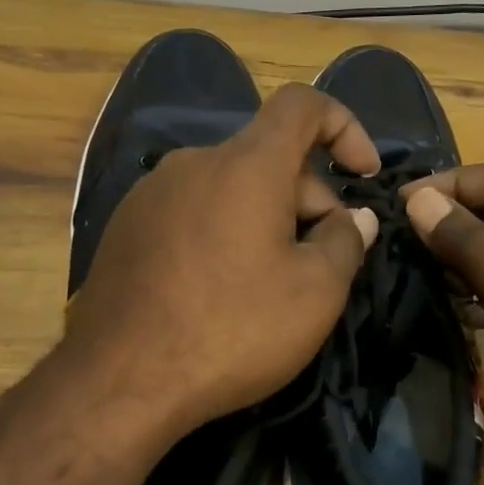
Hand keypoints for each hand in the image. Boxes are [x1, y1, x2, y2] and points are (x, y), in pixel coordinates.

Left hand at [62, 83, 381, 435]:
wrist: (120, 380)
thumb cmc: (232, 330)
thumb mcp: (315, 293)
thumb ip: (346, 241)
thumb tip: (353, 218)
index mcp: (246, 165)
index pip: (302, 104)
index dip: (344, 125)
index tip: (363, 174)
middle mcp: (194, 162)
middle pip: (267, 157)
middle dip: (308, 198)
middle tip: (323, 262)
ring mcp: (152, 193)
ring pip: (230, 187)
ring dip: (265, 218)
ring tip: (271, 283)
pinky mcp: (127, 227)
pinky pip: (193, 211)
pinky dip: (223, 232)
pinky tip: (220, 290)